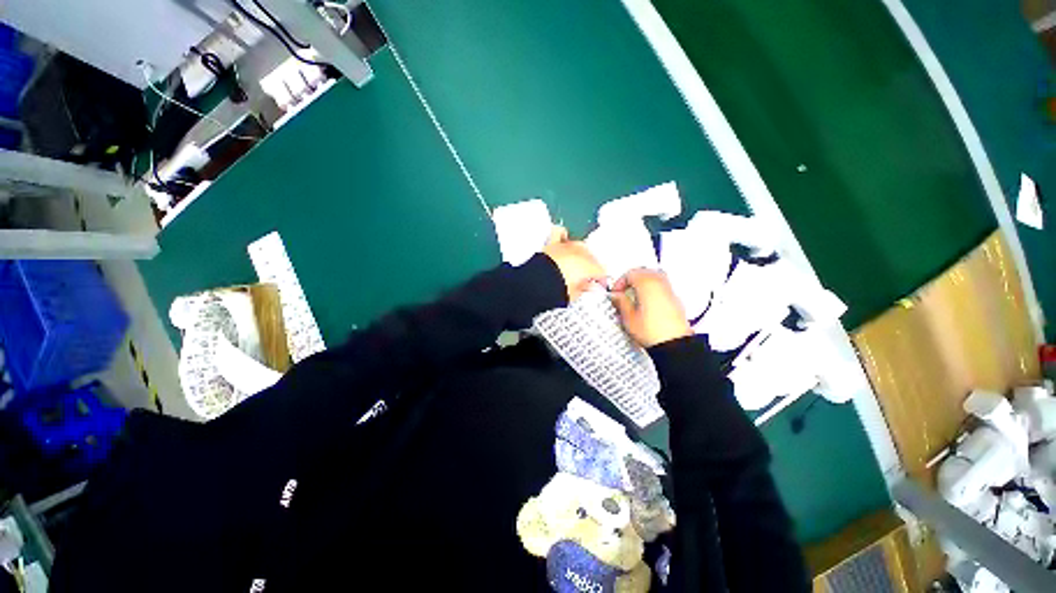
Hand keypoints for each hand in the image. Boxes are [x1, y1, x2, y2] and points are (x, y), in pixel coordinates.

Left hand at [542, 226, 605, 300]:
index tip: (598, 286)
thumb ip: (585, 288)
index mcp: (589, 265)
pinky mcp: (552, 244)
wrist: (536, 282)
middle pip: (591, 257)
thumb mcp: (574, 294)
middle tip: (586, 278)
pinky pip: (560, 233)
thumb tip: (590, 286)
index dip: (600, 280)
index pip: (601, 271)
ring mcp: (566, 246)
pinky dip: (563, 236)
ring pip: (579, 246)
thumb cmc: (556, 289)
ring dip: (579, 254)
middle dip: (590, 267)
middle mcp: (580, 252)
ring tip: (576, 264)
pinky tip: (564, 241)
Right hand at [610, 269, 691, 347]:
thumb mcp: (629, 317)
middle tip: (623, 292)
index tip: (615, 293)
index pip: (630, 274)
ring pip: (653, 277)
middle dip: (631, 280)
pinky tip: (646, 303)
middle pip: (643, 272)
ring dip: (642, 283)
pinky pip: (661, 286)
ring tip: (634, 297)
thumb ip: (620, 302)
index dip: (619, 282)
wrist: (674, 345)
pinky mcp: (675, 299)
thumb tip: (615, 295)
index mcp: (647, 283)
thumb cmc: (652, 331)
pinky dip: (652, 289)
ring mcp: (669, 290)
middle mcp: (660, 283)